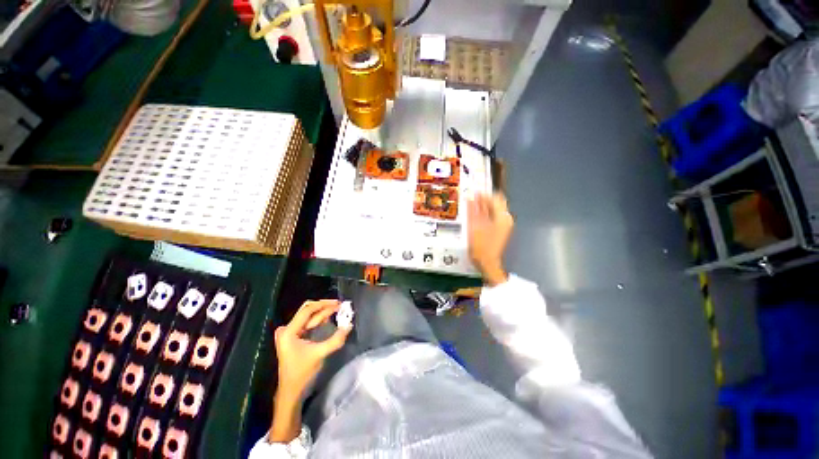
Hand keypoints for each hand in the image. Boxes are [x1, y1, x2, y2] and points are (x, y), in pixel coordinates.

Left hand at [274, 300, 350, 399]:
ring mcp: (289, 333)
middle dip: (324, 306)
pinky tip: (328, 319)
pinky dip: (318, 319)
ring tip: (337, 310)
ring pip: (308, 316)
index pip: (307, 310)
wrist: (291, 391)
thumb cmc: (302, 373)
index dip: (324, 305)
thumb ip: (336, 339)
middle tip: (339, 306)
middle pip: (307, 310)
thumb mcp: (320, 354)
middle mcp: (287, 329)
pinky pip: (307, 323)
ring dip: (323, 312)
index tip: (338, 303)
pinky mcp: (293, 337)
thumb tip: (349, 325)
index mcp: (289, 331)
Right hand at [467, 193, 513, 285]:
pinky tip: (475, 217)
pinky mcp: (500, 230)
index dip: (483, 195)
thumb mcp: (474, 226)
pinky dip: (485, 214)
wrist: (487, 264)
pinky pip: (493, 216)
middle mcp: (506, 219)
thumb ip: (473, 210)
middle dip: (484, 200)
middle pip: (496, 203)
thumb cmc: (481, 246)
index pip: (495, 198)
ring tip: (471, 208)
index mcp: (502, 217)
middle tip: (471, 201)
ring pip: (494, 210)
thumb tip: (471, 197)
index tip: (472, 194)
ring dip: (483, 207)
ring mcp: (504, 225)